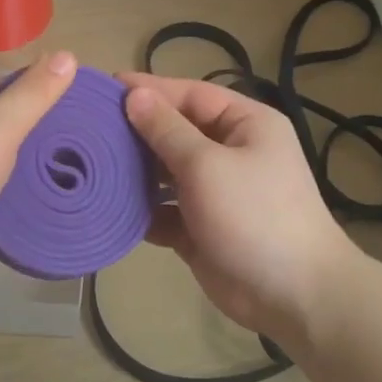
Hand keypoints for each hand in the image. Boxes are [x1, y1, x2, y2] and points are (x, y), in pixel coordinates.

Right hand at [118, 71, 352, 343]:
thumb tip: (135, 96)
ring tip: (91, 166)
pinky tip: (110, 208)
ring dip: (135, 172)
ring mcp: (216, 193)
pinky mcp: (201, 228)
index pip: (190, 95)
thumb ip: (166, 130)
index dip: (149, 91)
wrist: (293, 295)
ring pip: (166, 173)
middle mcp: (231, 153)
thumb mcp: (207, 165)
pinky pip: (165, 211)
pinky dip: (143, 210)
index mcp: (245, 125)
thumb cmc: (254, 215)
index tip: (104, 87)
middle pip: (175, 133)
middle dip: (136, 132)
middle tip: (88, 128)